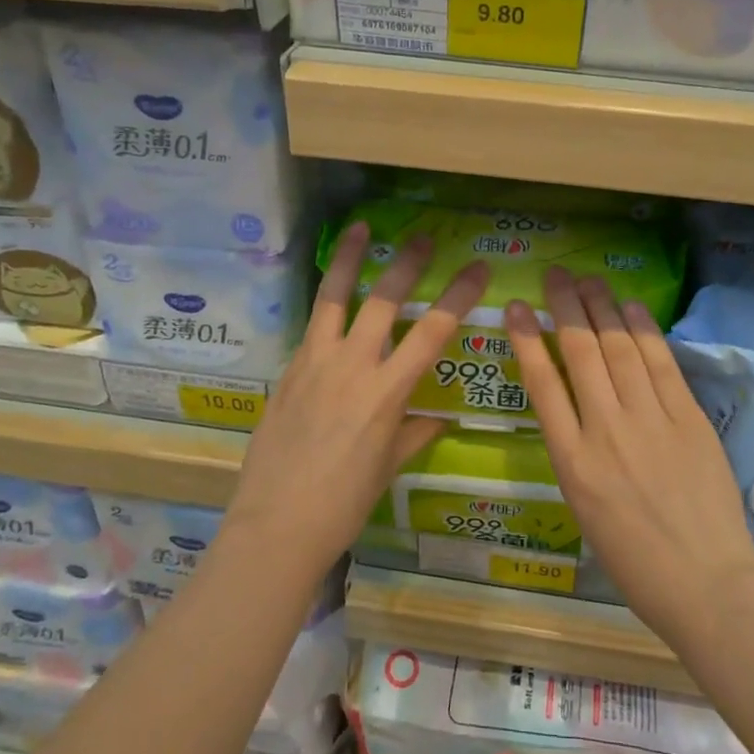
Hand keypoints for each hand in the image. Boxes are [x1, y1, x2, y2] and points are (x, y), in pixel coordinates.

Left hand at [225, 222, 488, 575]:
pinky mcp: (288, 370)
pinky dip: (327, 304)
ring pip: (335, 298)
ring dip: (348, 259)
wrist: (275, 525)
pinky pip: (313, 326)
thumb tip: (436, 419)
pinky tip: (333, 295)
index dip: (458, 296)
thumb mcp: (387, 467)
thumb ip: (414, 433)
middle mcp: (352, 367)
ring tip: (359, 228)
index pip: (432, 332)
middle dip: (407, 264)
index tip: (477, 268)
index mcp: (386, 393)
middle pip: (385, 300)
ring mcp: (315, 363)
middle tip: (423, 238)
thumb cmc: (343, 504)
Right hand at [505, 268, 753, 649]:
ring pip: (619, 350)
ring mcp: (649, 422)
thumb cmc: (634, 561)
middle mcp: (605, 432)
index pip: (541, 384)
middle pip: (580, 354)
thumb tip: (577, 408)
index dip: (526, 338)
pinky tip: (632, 307)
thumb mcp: (584, 509)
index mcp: (571, 463)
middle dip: (564, 308)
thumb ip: (576, 454)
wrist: (705, 585)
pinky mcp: (688, 419)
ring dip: (602, 309)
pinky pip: (661, 365)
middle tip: (555, 274)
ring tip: (589, 280)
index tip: (515, 306)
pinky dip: (644, 331)